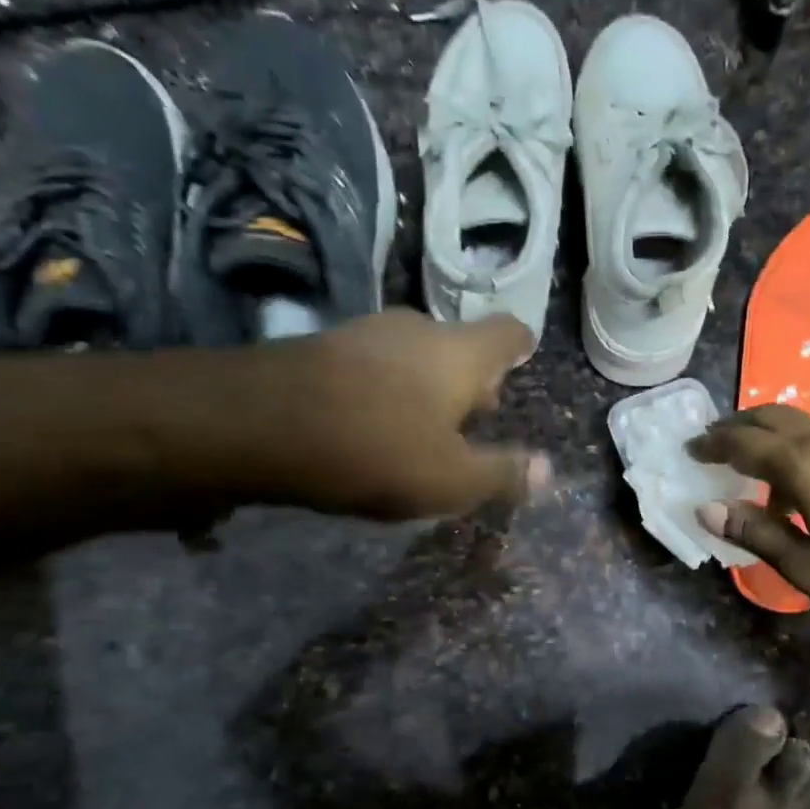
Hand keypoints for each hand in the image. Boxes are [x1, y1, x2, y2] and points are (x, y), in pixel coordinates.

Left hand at [228, 310, 550, 519]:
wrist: (262, 423)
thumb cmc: (376, 450)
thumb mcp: (450, 479)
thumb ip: (502, 473)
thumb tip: (547, 471)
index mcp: (460, 353)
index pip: (508, 332)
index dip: (520, 347)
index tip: (522, 360)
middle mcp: (418, 329)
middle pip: (459, 345)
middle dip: (471, 379)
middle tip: (474, 416)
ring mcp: (365, 331)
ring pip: (413, 354)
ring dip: (424, 384)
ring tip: (421, 426)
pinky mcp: (322, 345)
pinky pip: (371, 364)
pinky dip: (383, 387)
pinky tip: (368, 421)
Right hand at [689, 405, 809, 633]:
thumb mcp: (806, 566)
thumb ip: (754, 532)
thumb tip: (707, 508)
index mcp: (805, 464)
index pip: (743, 443)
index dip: (712, 444)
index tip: (690, 449)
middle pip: (771, 416)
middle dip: (736, 426)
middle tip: (713, 442)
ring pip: (801, 422)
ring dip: (768, 432)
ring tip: (750, 459)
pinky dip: (798, 443)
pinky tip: (801, 476)